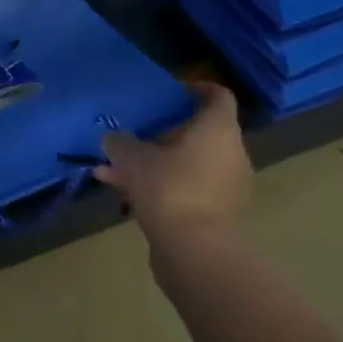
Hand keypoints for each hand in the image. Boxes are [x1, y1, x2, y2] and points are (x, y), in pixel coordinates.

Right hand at [94, 81, 251, 243]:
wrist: (195, 251)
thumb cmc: (169, 190)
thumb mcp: (134, 161)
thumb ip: (121, 144)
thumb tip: (112, 138)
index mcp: (218, 129)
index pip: (217, 96)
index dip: (196, 89)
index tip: (170, 93)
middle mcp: (230, 153)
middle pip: (199, 133)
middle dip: (164, 134)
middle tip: (134, 135)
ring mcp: (226, 186)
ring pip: (187, 165)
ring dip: (155, 165)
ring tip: (115, 171)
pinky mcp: (216, 214)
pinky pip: (186, 190)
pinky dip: (161, 188)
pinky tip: (126, 197)